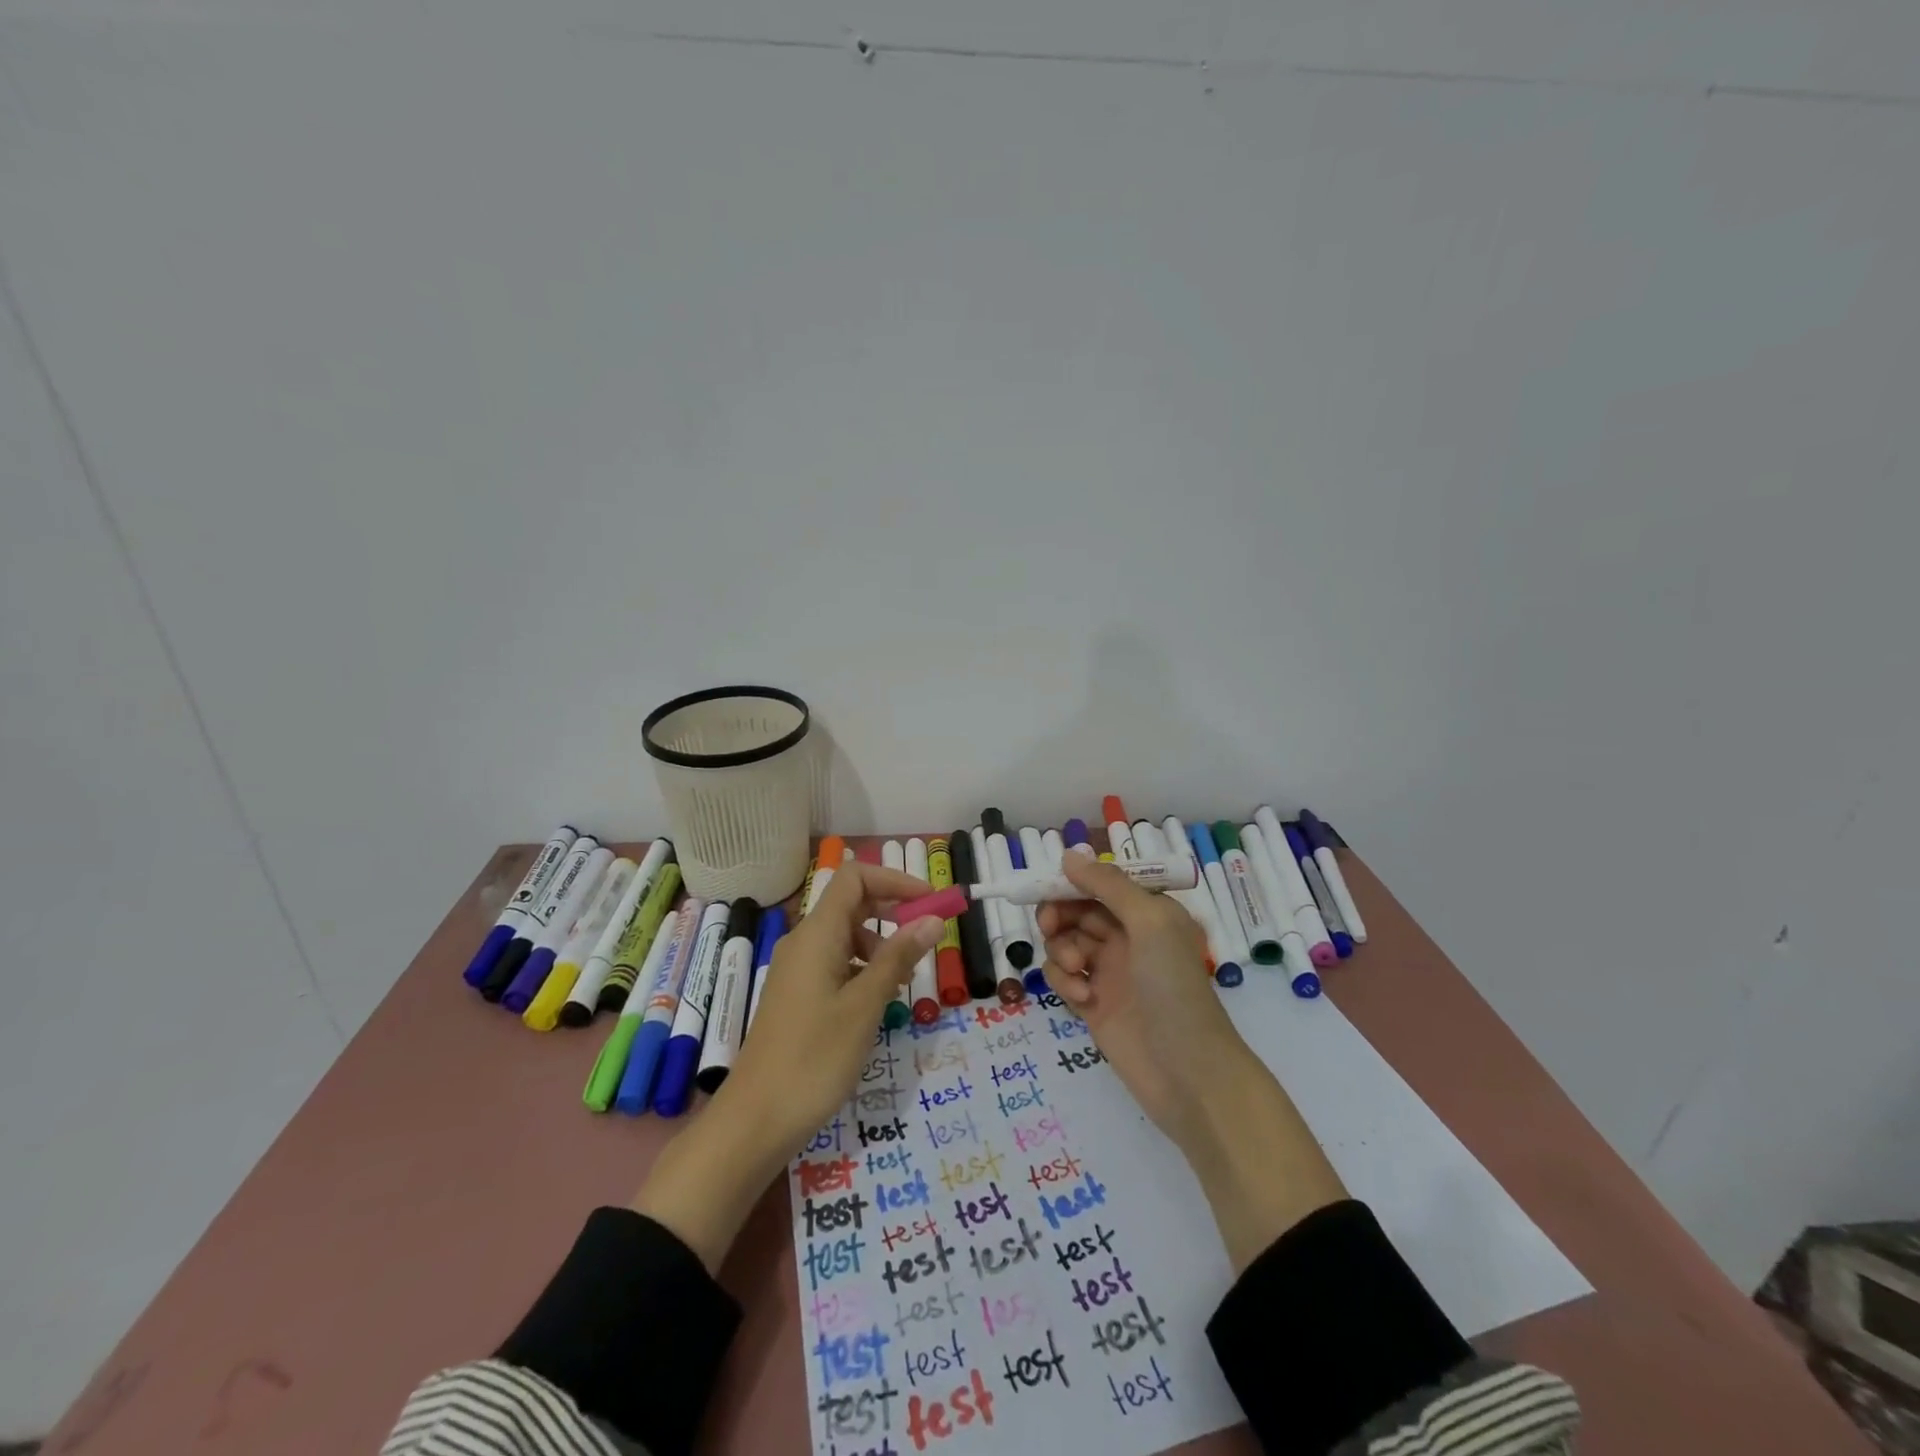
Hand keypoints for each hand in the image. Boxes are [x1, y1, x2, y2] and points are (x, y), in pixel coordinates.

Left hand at [722, 861, 941, 1150]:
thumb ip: (898, 958)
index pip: (855, 877)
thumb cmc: (814, 1059)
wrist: (755, 1120)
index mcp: (817, 934)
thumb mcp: (865, 1006)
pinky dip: (862, 969)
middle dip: (893, 911)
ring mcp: (797, 969)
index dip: (895, 880)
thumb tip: (932, 919)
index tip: (931, 902)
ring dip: (880, 945)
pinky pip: (836, 963)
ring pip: (846, 935)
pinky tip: (877, 1002)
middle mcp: (804, 942)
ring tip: (904, 982)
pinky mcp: (797, 995)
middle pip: (852, 903)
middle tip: (929, 938)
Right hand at [1039, 852, 1346, 1271]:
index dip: (1073, 881)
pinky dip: (1064, 982)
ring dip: (1062, 950)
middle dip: (1060, 915)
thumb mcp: (1149, 923)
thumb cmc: (1174, 988)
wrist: (1188, 1074)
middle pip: (1077, 910)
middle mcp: (1129, 936)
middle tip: (1052, 926)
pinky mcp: (1093, 1004)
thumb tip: (1068, 854)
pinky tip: (1082, 999)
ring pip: (1065, 942)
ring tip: (1078, 971)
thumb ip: (1108, 886)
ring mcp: (1110, 971)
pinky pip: (1064, 977)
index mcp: (1149, 912)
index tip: (1046, 887)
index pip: (1102, 883)